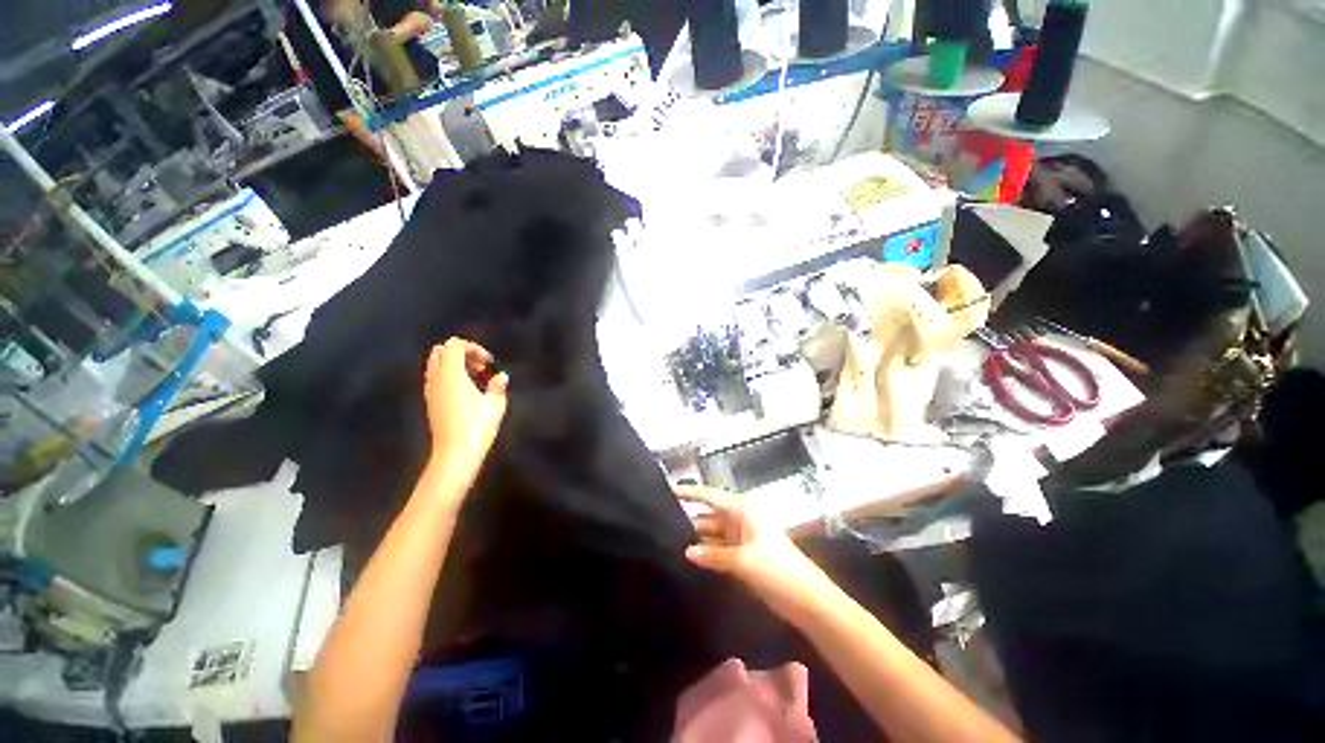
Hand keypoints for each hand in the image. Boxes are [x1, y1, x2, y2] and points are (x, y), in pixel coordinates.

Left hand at [423, 338, 508, 486]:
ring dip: (454, 364)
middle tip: (480, 368)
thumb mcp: (496, 404)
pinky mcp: (430, 402)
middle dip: (462, 353)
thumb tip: (501, 376)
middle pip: (441, 351)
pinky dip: (449, 376)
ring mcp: (430, 391)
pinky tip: (465, 391)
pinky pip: (435, 377)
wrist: (455, 453)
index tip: (488, 363)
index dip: (473, 348)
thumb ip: (498, 386)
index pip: (454, 345)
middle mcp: (436, 379)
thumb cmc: (478, 425)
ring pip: (435, 364)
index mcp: (451, 374)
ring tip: (474, 378)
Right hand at [678, 486, 829, 622]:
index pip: (710, 496)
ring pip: (714, 533)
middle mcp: (742, 519)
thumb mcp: (742, 561)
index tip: (669, 491)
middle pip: (711, 514)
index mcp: (743, 510)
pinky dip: (708, 552)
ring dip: (698, 538)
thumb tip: (687, 552)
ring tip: (671, 543)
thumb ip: (713, 555)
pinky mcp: (745, 555)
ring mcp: (744, 537)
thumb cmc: (777, 570)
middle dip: (690, 519)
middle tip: (663, 525)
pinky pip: (721, 548)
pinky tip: (691, 559)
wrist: (808, 599)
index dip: (690, 493)